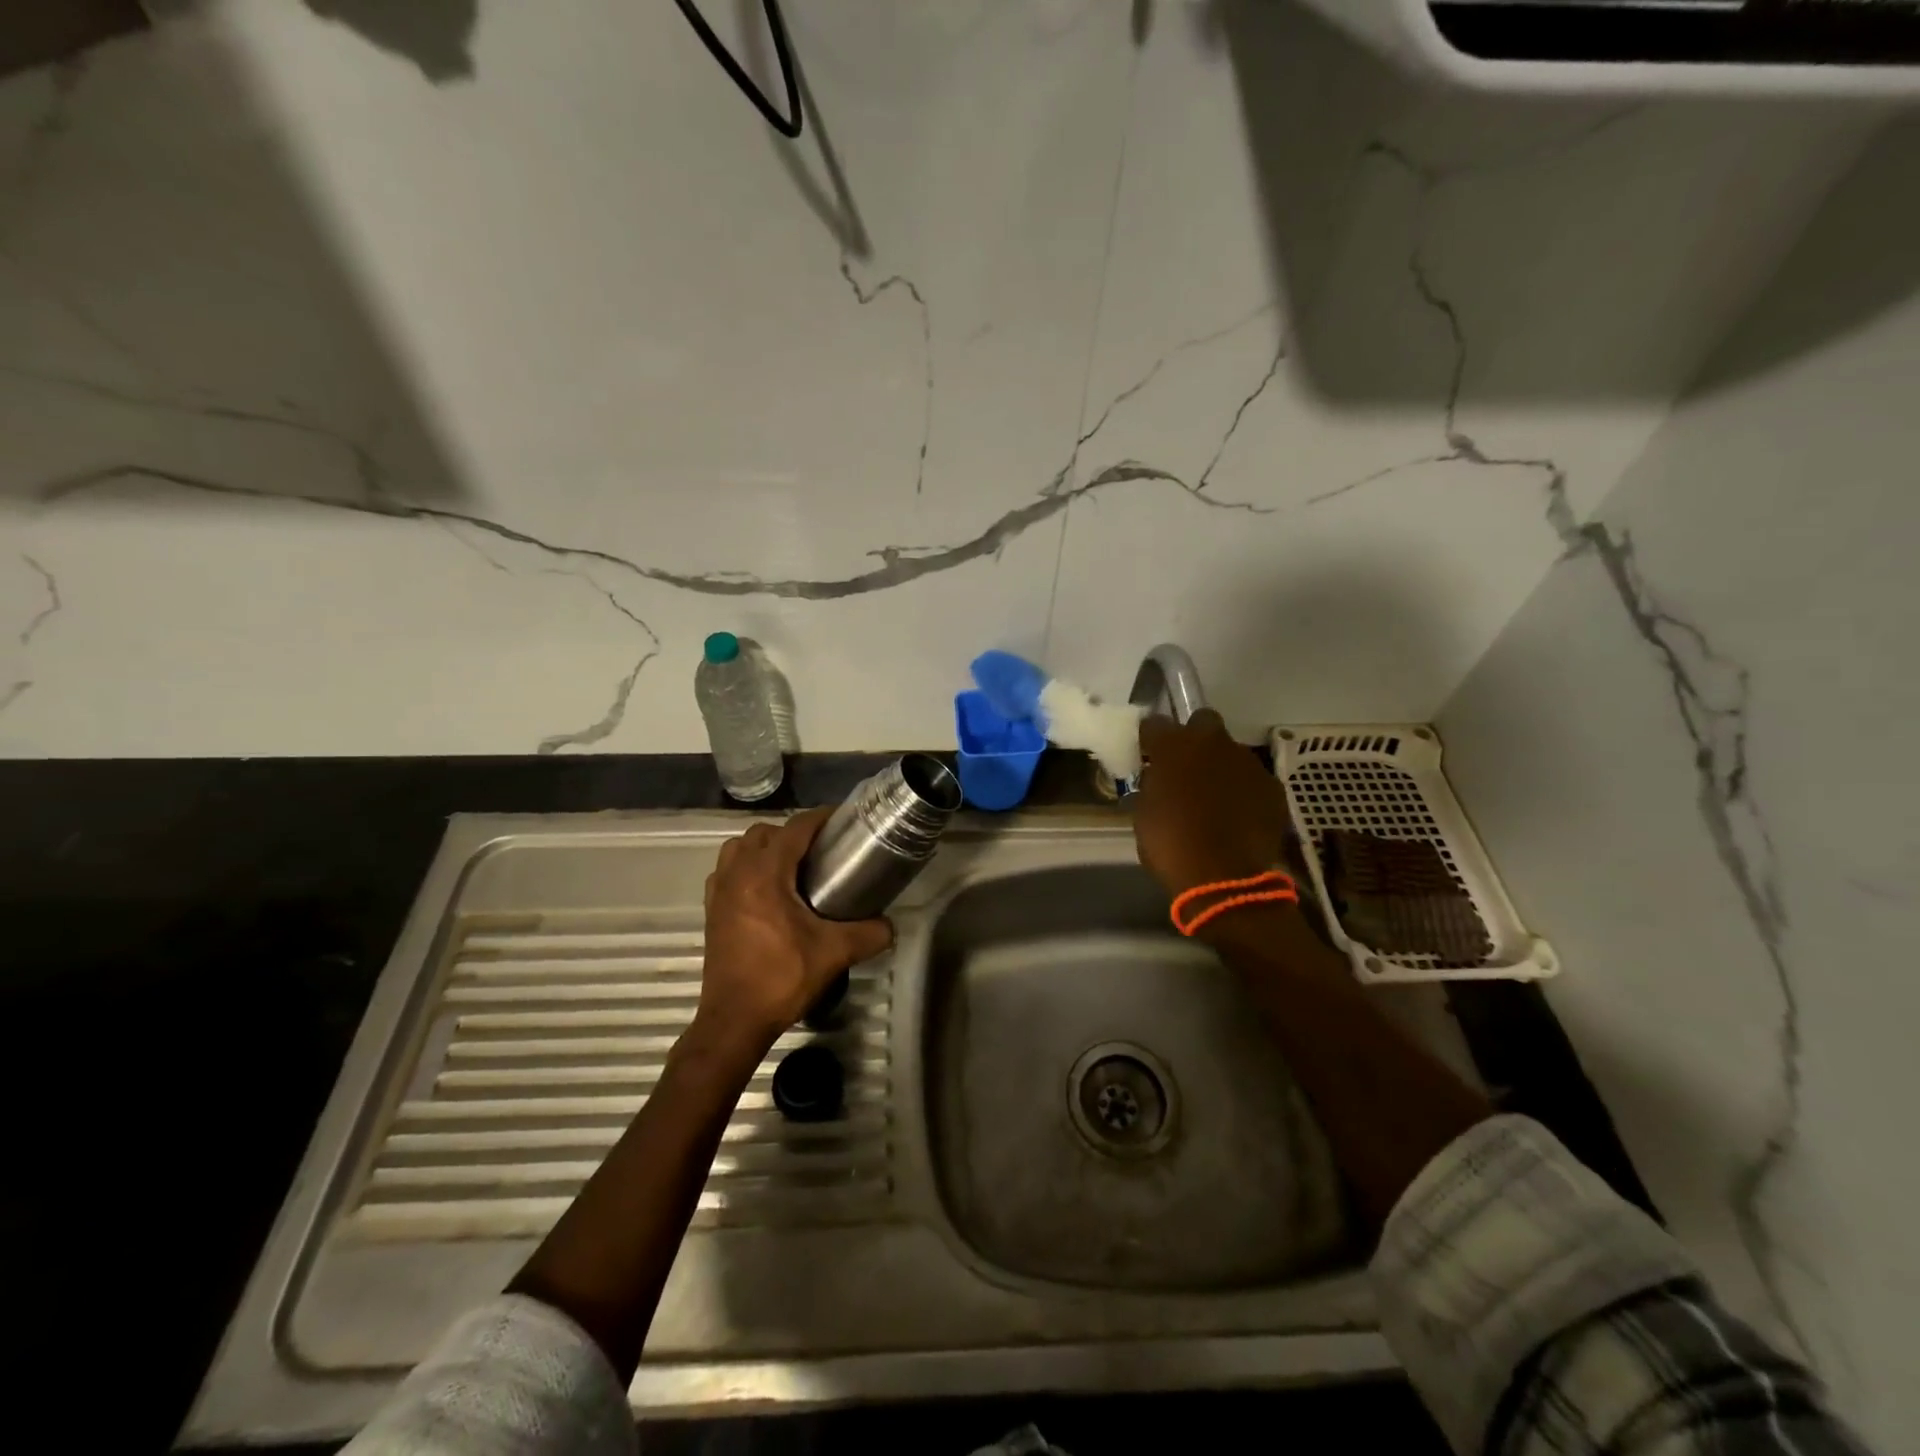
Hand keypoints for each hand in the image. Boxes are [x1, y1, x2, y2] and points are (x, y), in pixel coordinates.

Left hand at [696, 808, 893, 1054]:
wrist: (735, 1020)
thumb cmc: (782, 978)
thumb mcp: (834, 953)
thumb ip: (870, 933)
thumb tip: (890, 925)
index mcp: (765, 874)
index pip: (795, 829)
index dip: (821, 819)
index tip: (843, 820)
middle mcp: (737, 873)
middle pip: (765, 832)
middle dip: (793, 833)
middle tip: (821, 850)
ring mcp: (719, 890)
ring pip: (739, 847)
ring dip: (764, 847)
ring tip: (791, 866)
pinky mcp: (711, 909)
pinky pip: (726, 870)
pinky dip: (745, 867)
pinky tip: (766, 889)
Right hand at [1133, 710, 1292, 897]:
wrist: (1224, 878)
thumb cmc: (1170, 844)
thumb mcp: (1145, 812)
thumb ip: (1154, 784)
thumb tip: (1160, 778)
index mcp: (1173, 747)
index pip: (1155, 723)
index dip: (1152, 739)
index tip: (1149, 755)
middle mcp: (1213, 743)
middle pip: (1203, 722)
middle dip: (1195, 739)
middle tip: (1187, 768)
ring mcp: (1247, 762)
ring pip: (1231, 752)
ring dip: (1221, 767)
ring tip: (1216, 799)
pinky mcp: (1272, 786)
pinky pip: (1253, 779)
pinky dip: (1244, 792)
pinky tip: (1238, 816)